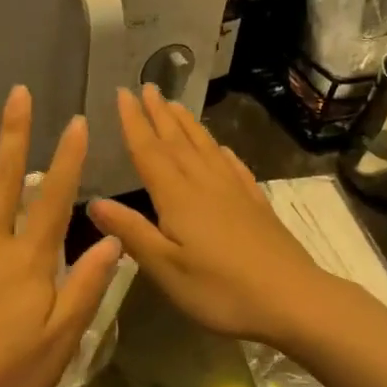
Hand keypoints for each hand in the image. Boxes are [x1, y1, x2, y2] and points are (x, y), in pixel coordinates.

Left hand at [0, 86, 122, 386]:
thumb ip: (86, 287)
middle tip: (19, 92)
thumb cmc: (2, 378)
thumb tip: (113, 240)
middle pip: (3, 177)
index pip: (53, 198)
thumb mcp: (60, 342)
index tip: (75, 122)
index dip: (67, 158)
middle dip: (15, 132)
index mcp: (26, 261)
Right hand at [87, 86, 332, 348]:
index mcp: (178, 197)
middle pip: (178, 142)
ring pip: (206, 148)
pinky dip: (223, 153)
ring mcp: (235, 192)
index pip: (149, 151)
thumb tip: (93, 202)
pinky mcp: (257, 205)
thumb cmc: (221, 289)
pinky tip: (222, 149)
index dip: (134, 122)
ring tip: (176, 105)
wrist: (293, 299)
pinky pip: (235, 168)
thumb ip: (131, 232)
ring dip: (188, 125)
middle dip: (160, 114)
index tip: (122, 93)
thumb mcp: (165, 269)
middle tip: (148, 87)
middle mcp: (205, 184)